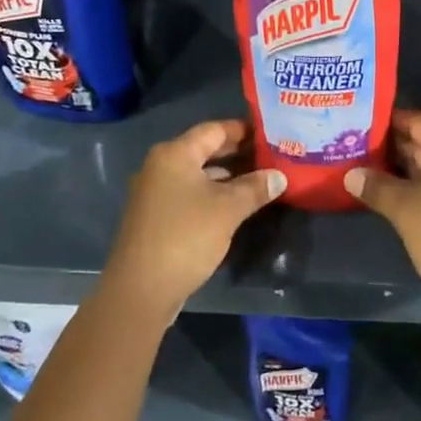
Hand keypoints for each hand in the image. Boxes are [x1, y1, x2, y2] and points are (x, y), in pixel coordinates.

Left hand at [103, 119, 284, 322]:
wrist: (140, 291)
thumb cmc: (185, 238)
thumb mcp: (228, 210)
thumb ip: (255, 188)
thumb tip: (280, 176)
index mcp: (174, 154)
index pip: (214, 129)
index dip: (244, 130)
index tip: (271, 133)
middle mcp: (160, 165)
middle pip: (204, 149)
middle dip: (237, 153)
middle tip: (271, 155)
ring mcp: (155, 192)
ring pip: (197, 173)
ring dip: (227, 175)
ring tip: (260, 179)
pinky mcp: (156, 216)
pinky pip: (189, 193)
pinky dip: (212, 193)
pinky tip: (235, 205)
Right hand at [345, 111, 420, 325]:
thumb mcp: (406, 211)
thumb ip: (377, 187)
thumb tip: (351, 174)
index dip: (391, 120)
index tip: (363, 122)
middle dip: (394, 146)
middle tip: (358, 146)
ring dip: (405, 169)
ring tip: (367, 169)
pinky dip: (419, 188)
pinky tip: (393, 196)